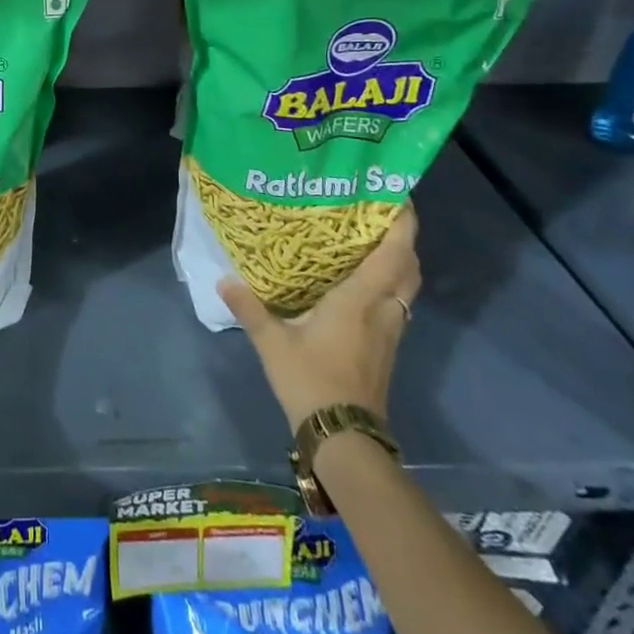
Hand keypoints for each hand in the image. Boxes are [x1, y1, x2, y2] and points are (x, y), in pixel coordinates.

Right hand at [219, 202, 420, 432]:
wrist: (344, 437)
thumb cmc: (311, 380)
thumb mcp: (272, 343)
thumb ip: (250, 308)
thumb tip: (224, 279)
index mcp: (360, 300)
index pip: (393, 254)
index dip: (403, 224)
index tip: (399, 196)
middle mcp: (383, 311)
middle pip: (409, 269)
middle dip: (403, 240)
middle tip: (380, 216)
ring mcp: (389, 332)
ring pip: (406, 288)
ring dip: (399, 263)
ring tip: (371, 243)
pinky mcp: (387, 349)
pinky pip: (396, 304)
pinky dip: (389, 285)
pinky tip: (362, 286)